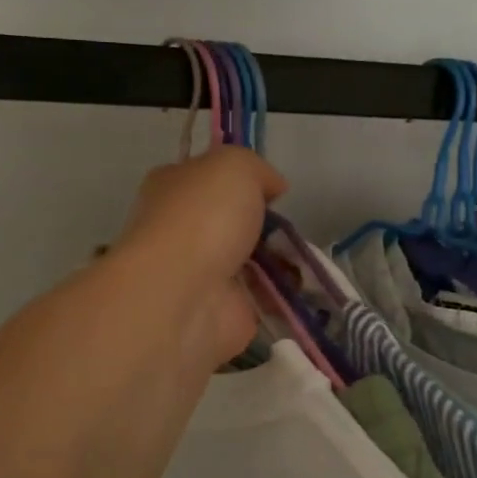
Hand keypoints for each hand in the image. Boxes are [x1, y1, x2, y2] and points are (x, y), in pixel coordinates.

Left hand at [112, 147, 289, 364]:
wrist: (184, 296)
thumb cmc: (203, 218)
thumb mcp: (235, 166)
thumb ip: (257, 169)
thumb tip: (272, 187)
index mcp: (173, 188)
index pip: (208, 177)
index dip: (242, 180)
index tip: (273, 190)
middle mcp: (182, 229)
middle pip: (233, 221)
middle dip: (265, 224)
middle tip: (290, 226)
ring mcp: (203, 274)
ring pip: (250, 261)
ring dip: (280, 260)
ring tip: (303, 257)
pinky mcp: (225, 311)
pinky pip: (262, 298)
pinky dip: (284, 294)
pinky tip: (302, 285)